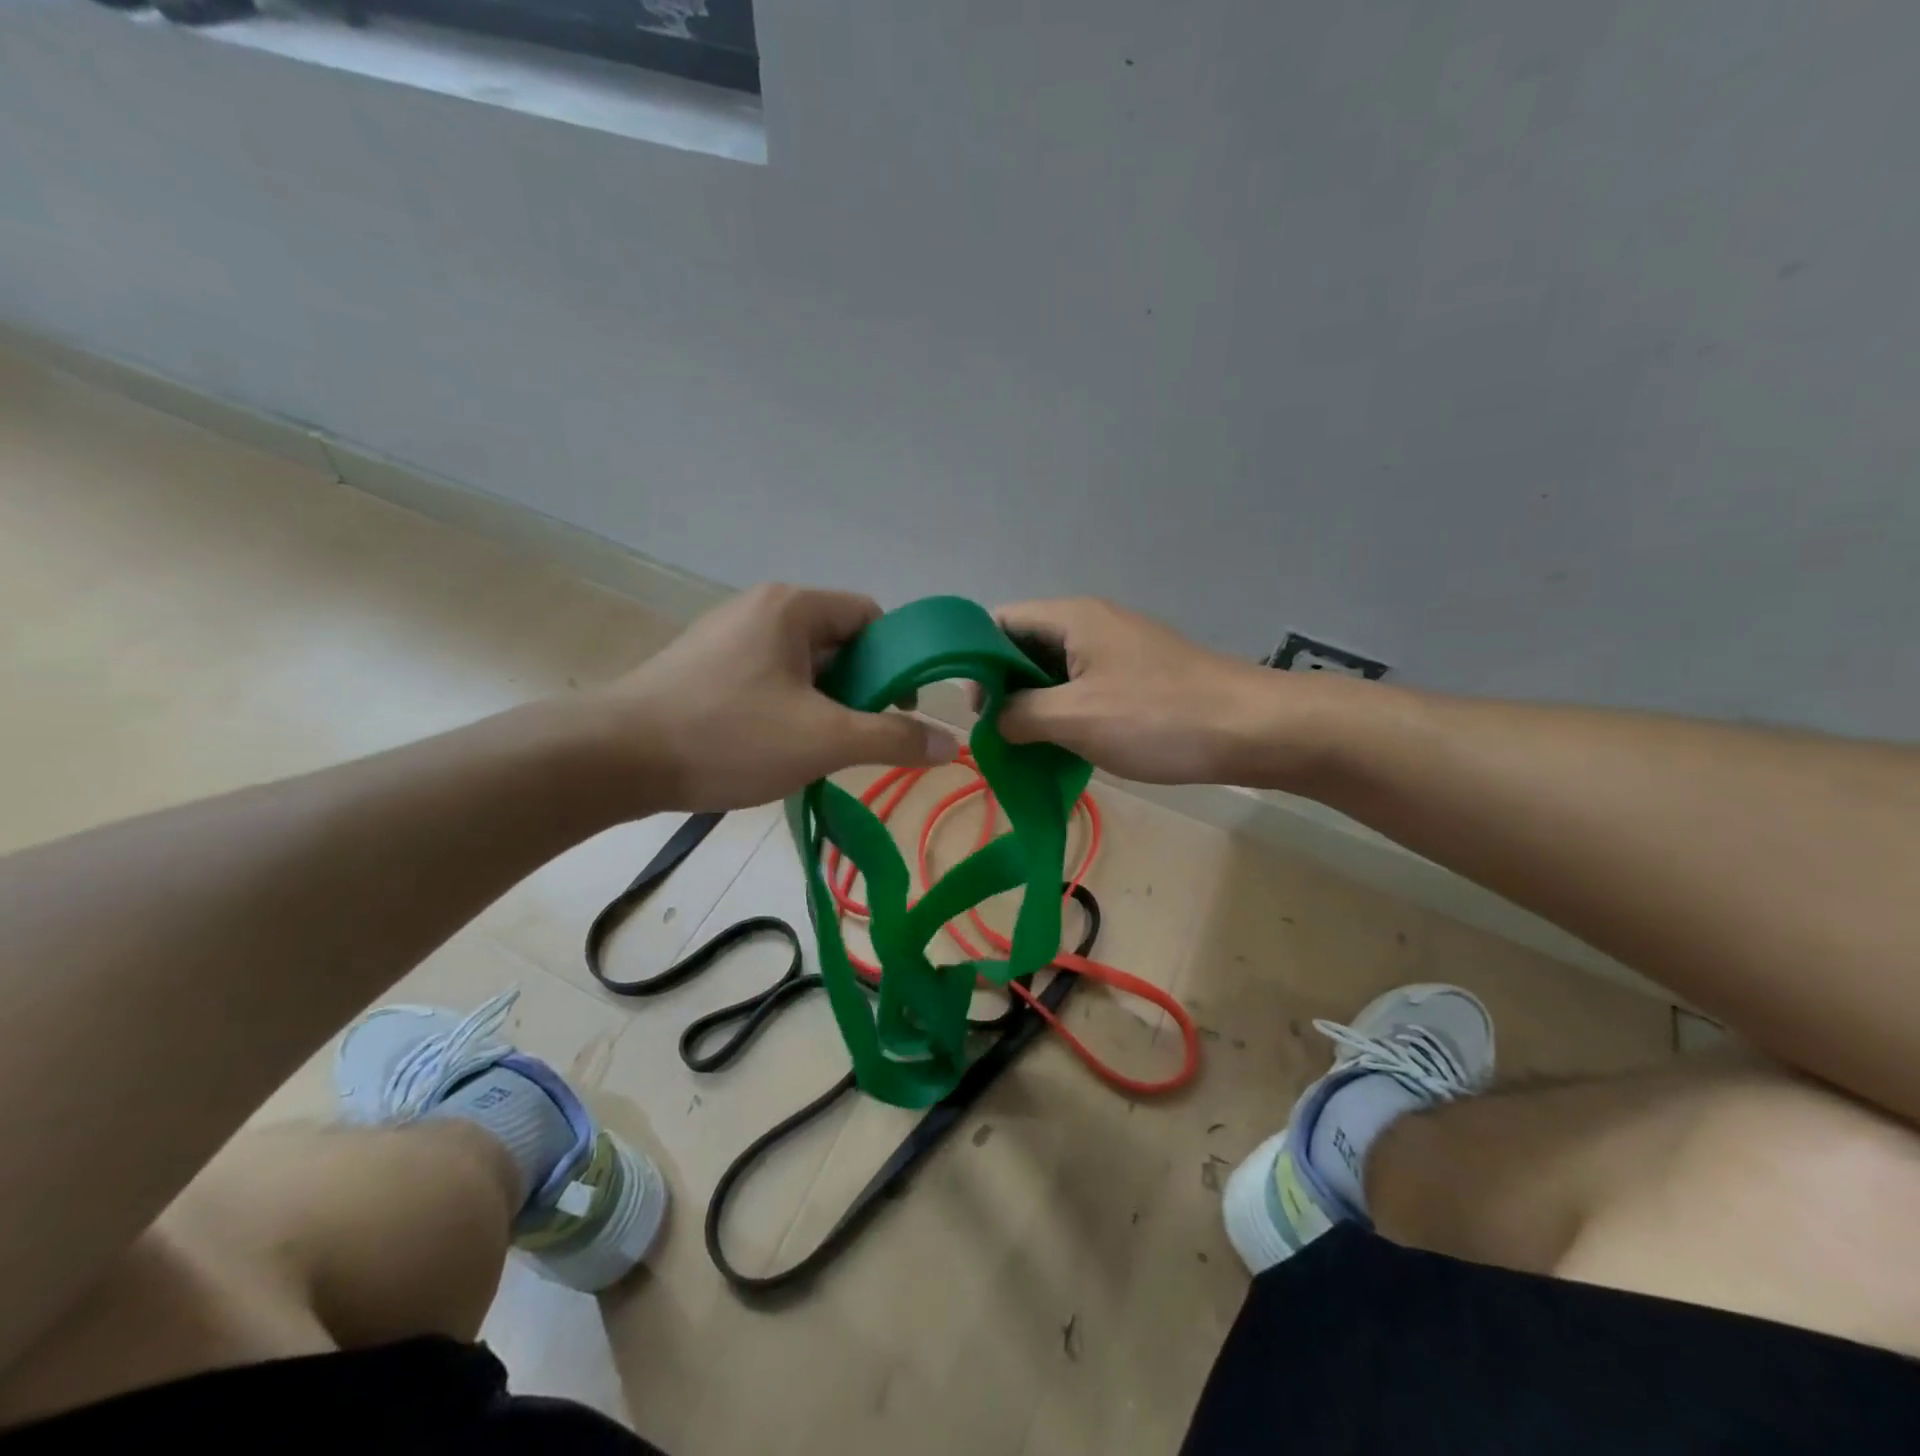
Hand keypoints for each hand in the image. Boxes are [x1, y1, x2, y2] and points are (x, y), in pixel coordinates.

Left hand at [590, 584, 960, 812]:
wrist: (613, 759)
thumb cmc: (727, 736)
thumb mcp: (823, 739)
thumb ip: (892, 738)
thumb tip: (951, 744)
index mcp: (792, 607)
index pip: (870, 617)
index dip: (897, 659)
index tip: (900, 707)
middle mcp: (760, 609)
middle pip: (837, 641)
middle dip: (860, 687)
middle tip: (861, 735)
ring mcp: (727, 638)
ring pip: (803, 665)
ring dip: (825, 703)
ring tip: (821, 748)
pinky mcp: (704, 668)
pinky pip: (769, 679)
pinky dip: (789, 708)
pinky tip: (779, 747)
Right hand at [989, 598, 1293, 785]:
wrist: (1252, 729)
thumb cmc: (1156, 718)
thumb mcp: (1073, 718)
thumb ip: (1019, 714)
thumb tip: (994, 719)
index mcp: (1071, 618)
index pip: (999, 622)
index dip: (976, 659)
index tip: (976, 707)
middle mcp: (1091, 623)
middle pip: (1025, 645)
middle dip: (1004, 688)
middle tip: (999, 733)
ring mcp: (1118, 649)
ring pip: (1055, 671)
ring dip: (1035, 705)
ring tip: (1027, 746)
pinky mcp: (1138, 675)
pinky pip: (1084, 687)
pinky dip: (1066, 712)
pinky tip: (1066, 746)